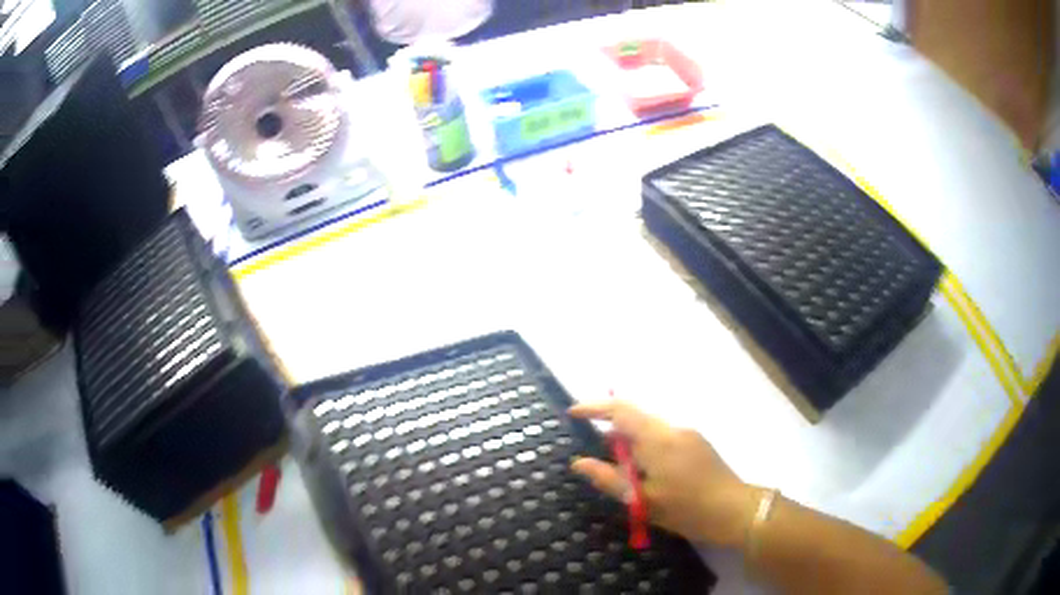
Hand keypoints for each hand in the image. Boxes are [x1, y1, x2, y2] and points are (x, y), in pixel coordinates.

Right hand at [569, 400, 757, 547]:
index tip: (573, 414)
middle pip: (635, 417)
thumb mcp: (642, 501)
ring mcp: (688, 434)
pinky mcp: (697, 443)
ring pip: (649, 429)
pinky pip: (662, 437)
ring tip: (621, 472)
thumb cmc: (687, 509)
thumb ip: (609, 479)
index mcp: (657, 439)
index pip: (621, 410)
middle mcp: (673, 428)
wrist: (736, 510)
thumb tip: (579, 463)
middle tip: (596, 458)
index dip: (594, 408)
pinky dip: (645, 448)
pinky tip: (646, 474)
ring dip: (629, 442)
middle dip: (611, 431)